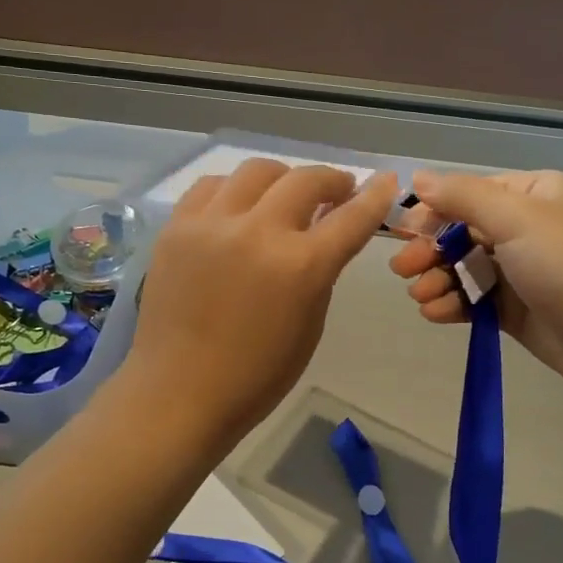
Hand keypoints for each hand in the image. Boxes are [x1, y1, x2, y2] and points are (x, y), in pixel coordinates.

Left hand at [118, 160, 396, 456]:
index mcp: (300, 267)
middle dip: (331, 181)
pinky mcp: (177, 226)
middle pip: (306, 180)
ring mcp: (211, 224)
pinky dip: (236, 190)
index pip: (351, 217)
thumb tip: (324, 231)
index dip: (375, 196)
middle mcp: (258, 233)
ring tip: (285, 197)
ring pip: (257, 171)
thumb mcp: (310, 324)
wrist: (179, 392)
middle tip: (337, 192)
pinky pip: (213, 186)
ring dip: (283, 180)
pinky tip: (239, 207)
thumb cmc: (256, 374)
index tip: (385, 181)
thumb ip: (321, 270)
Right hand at [388, 169, 562, 390]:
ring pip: (462, 267)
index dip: (434, 211)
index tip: (403, 231)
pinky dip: (452, 303)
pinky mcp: (513, 307)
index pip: (470, 194)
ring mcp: (518, 269)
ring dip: (437, 279)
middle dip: (430, 250)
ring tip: (420, 296)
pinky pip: (473, 298)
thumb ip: (462, 196)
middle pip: (461, 232)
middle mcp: (525, 226)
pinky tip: (434, 313)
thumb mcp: (515, 218)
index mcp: (532, 194)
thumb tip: (417, 178)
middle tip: (403, 269)